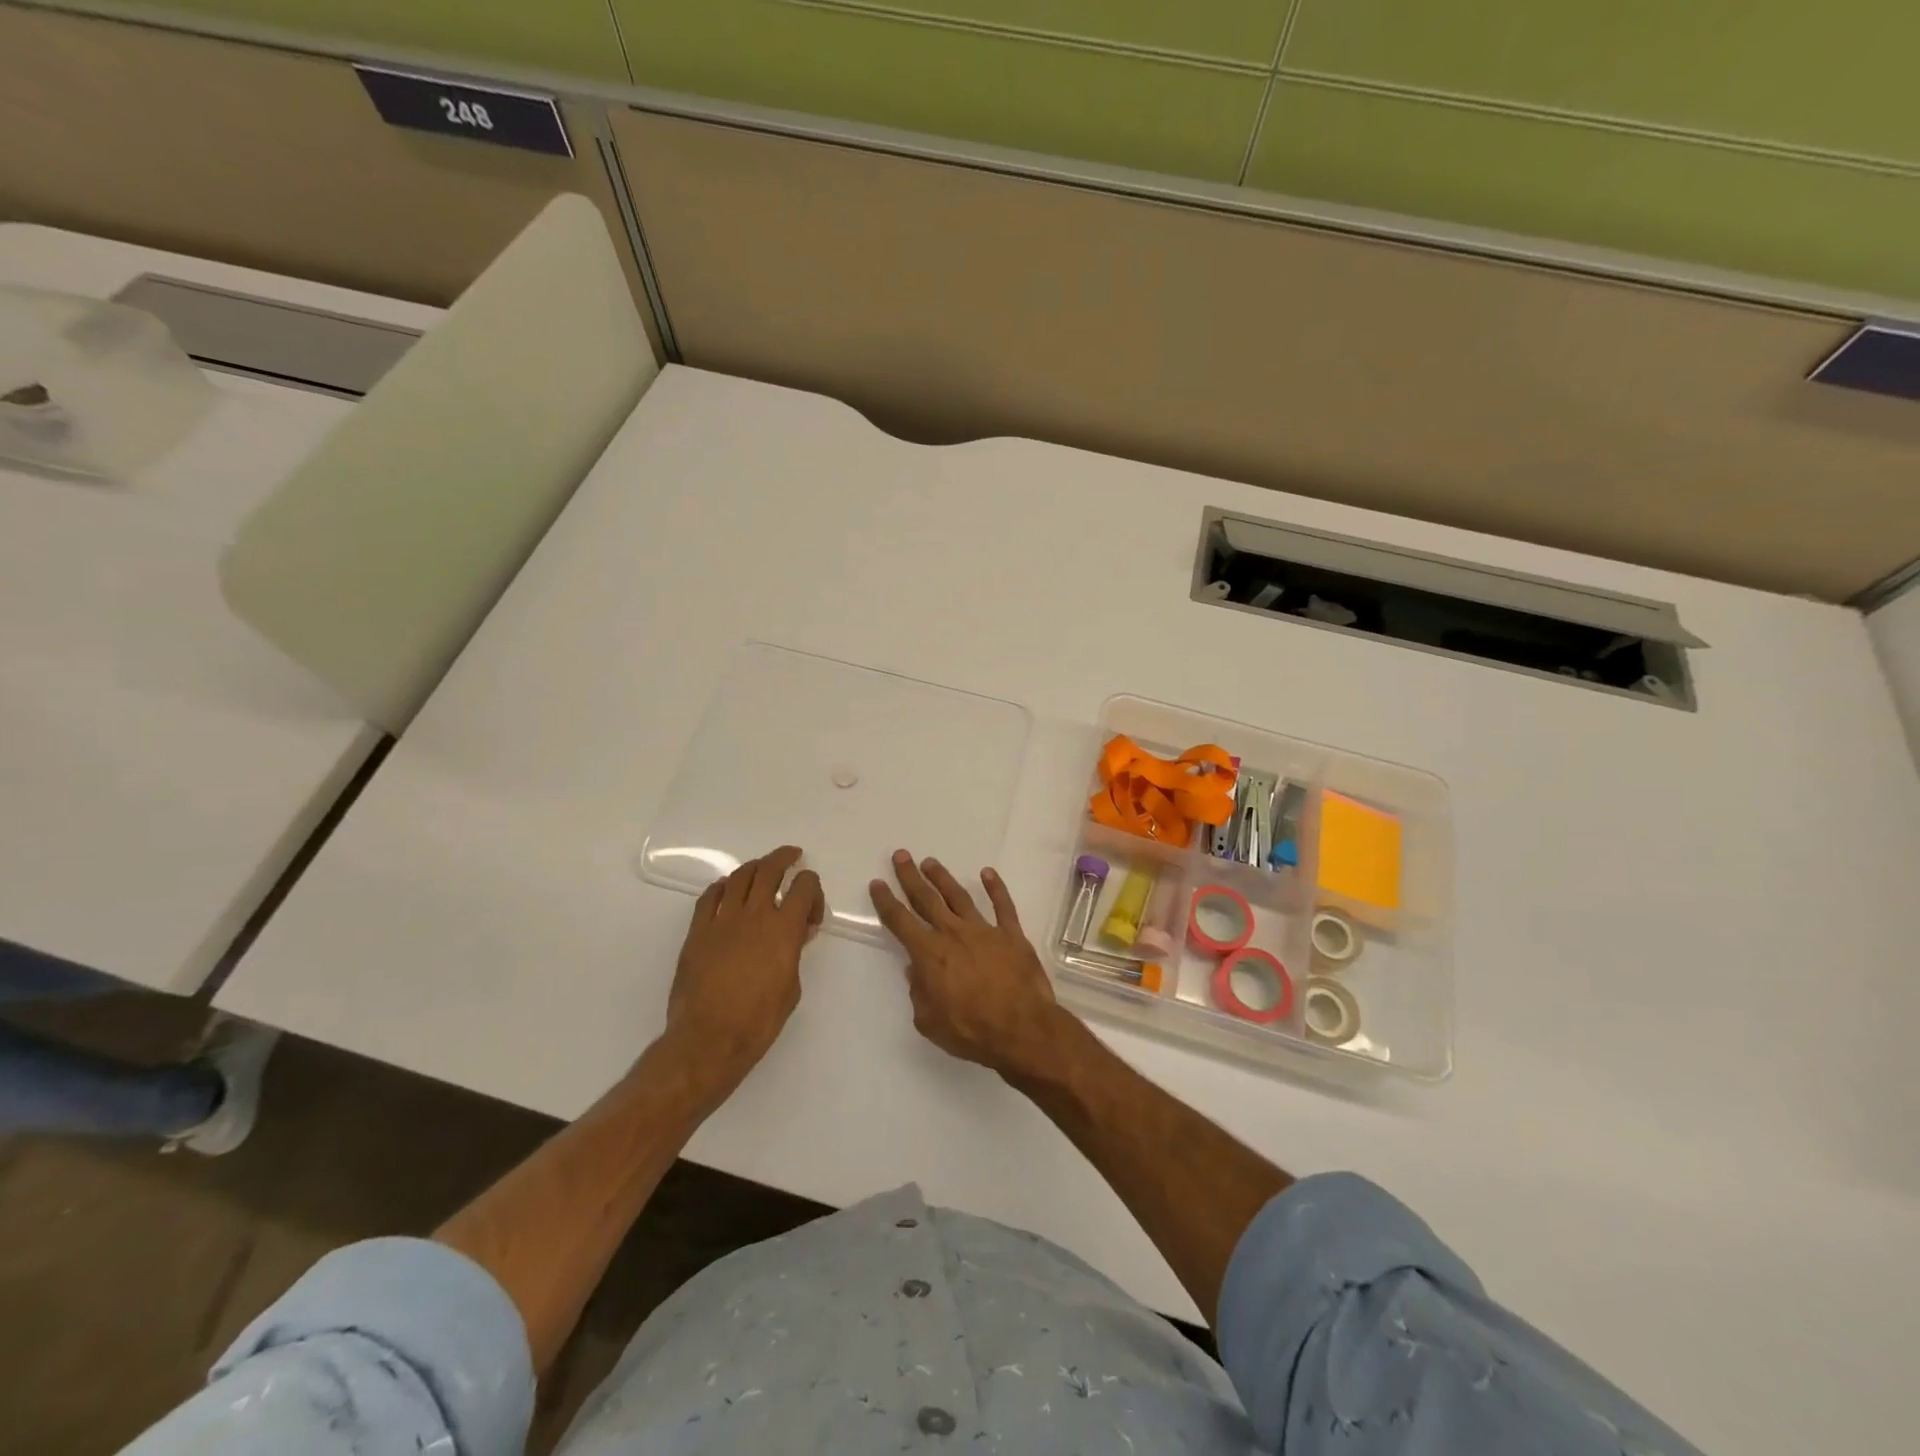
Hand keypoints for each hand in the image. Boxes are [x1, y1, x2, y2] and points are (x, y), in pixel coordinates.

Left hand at [664, 846, 823, 1093]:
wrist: (708, 1039)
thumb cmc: (758, 1020)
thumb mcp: (791, 987)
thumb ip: (795, 952)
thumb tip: (798, 932)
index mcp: (783, 928)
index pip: (804, 887)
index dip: (813, 888)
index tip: (811, 911)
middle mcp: (754, 915)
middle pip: (770, 870)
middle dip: (784, 858)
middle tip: (792, 856)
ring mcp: (722, 920)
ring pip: (739, 877)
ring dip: (754, 867)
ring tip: (762, 867)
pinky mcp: (697, 931)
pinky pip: (710, 896)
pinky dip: (722, 886)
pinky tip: (727, 889)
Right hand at [870, 850, 1068, 1081]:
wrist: (1021, 1029)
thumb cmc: (971, 1030)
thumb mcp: (929, 1021)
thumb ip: (919, 993)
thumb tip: (916, 970)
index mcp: (929, 954)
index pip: (900, 921)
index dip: (886, 901)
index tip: (877, 883)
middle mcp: (953, 933)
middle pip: (926, 899)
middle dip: (911, 877)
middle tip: (901, 856)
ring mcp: (985, 930)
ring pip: (959, 896)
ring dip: (943, 878)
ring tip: (931, 862)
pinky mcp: (1012, 934)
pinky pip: (1003, 905)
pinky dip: (995, 887)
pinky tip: (988, 873)